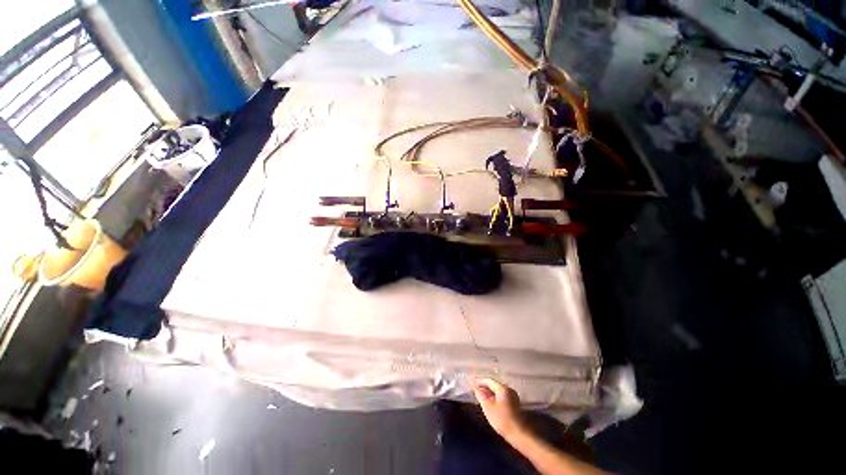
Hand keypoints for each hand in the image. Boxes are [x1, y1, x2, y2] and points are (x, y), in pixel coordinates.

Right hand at [472, 378, 526, 439]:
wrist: (519, 434)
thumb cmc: (502, 420)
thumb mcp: (487, 407)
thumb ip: (480, 395)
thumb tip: (474, 386)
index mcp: (503, 388)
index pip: (489, 380)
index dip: (480, 382)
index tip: (472, 385)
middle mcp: (509, 389)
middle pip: (494, 385)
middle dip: (485, 388)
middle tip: (476, 392)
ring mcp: (513, 396)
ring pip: (498, 391)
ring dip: (490, 393)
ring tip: (482, 398)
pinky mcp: (515, 404)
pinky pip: (502, 396)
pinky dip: (495, 398)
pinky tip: (491, 404)